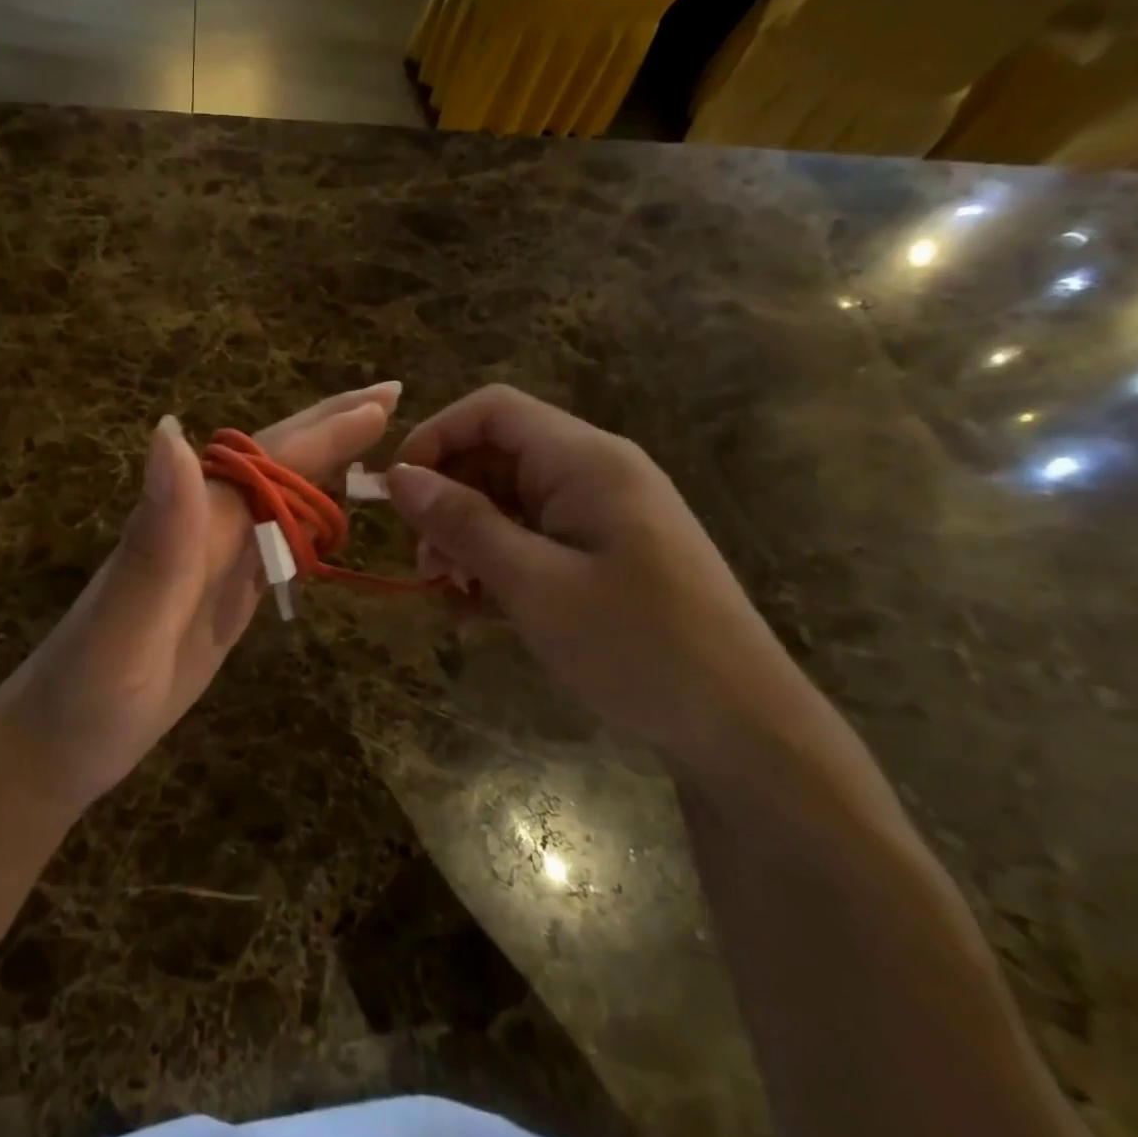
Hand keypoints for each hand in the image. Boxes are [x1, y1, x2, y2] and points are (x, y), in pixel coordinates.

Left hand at [8, 382, 400, 810]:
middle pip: (274, 466)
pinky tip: (326, 519)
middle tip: (391, 396)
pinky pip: (272, 546)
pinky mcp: (219, 599)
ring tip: (374, 444)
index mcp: (189, 523)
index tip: (385, 400)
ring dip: (325, 467)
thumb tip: (172, 429)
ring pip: (277, 499)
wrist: (57, 745)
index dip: (325, 431)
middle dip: (332, 429)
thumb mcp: (123, 624)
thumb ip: (156, 535)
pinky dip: (306, 522)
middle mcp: (203, 530)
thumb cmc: (89, 694)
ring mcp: (211, 564)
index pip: (267, 461)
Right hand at [385, 384, 808, 768]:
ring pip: (508, 501)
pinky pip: (532, 538)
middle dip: (447, 501)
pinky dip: (497, 564)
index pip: (492, 410)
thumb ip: (463, 523)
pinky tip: (479, 612)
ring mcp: (601, 514)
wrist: (742, 726)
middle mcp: (593, 473)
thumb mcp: (534, 584)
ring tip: (449, 594)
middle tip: (424, 564)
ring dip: (467, 539)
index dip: (434, 437)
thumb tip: (398, 477)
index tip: (396, 492)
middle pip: (495, 456)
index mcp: (585, 461)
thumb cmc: (636, 646)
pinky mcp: (603, 553)